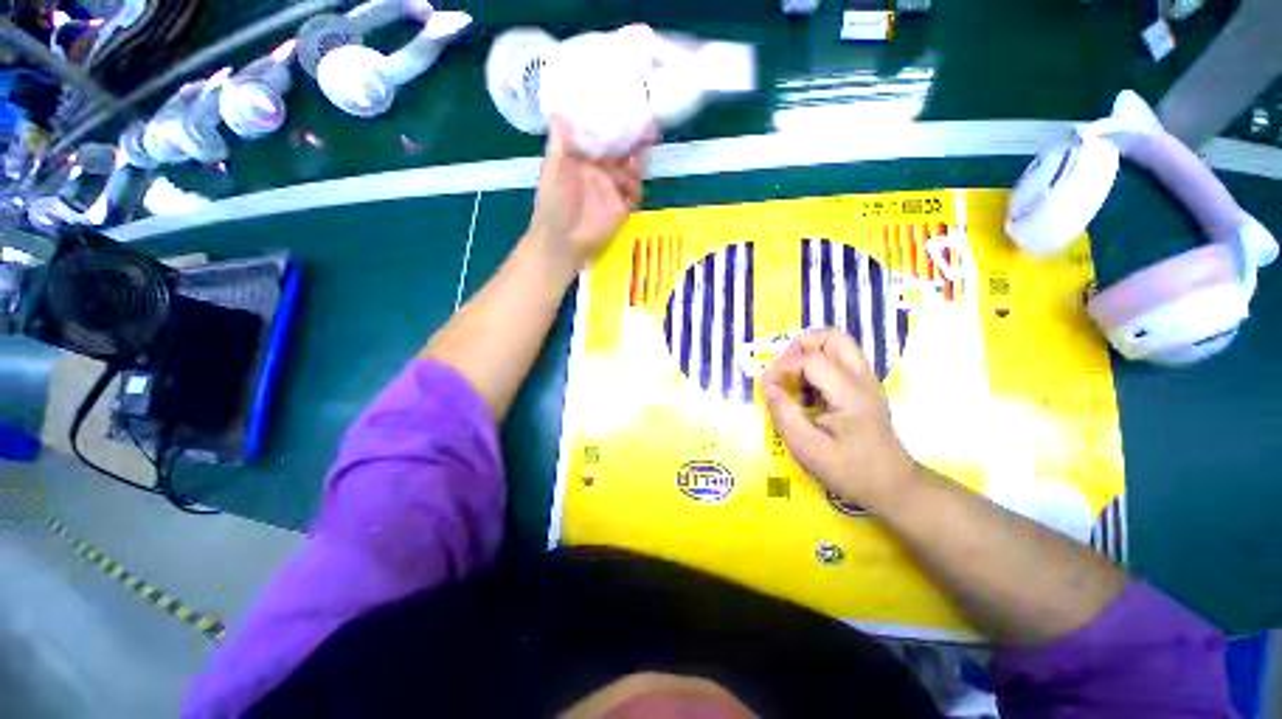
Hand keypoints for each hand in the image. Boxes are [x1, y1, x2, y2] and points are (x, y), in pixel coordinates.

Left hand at [525, 115, 653, 269]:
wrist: (564, 241)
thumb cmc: (554, 203)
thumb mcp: (553, 171)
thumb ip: (559, 144)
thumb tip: (558, 110)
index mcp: (581, 158)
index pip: (599, 135)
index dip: (612, 122)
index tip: (625, 105)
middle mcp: (599, 170)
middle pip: (619, 150)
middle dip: (633, 137)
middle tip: (648, 121)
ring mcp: (611, 188)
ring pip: (630, 168)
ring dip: (638, 157)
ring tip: (648, 143)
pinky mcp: (622, 206)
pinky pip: (634, 190)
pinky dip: (639, 181)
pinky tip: (640, 173)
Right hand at [763, 328, 919, 511]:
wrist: (893, 485)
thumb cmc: (850, 471)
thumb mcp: (808, 449)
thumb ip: (784, 414)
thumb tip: (768, 386)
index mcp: (850, 394)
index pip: (811, 359)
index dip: (783, 367)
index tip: (768, 387)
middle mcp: (862, 378)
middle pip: (832, 336)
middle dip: (799, 346)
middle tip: (782, 370)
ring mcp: (867, 379)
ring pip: (837, 342)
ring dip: (809, 351)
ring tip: (792, 375)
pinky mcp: (865, 385)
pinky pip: (839, 356)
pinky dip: (817, 361)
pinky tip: (807, 386)